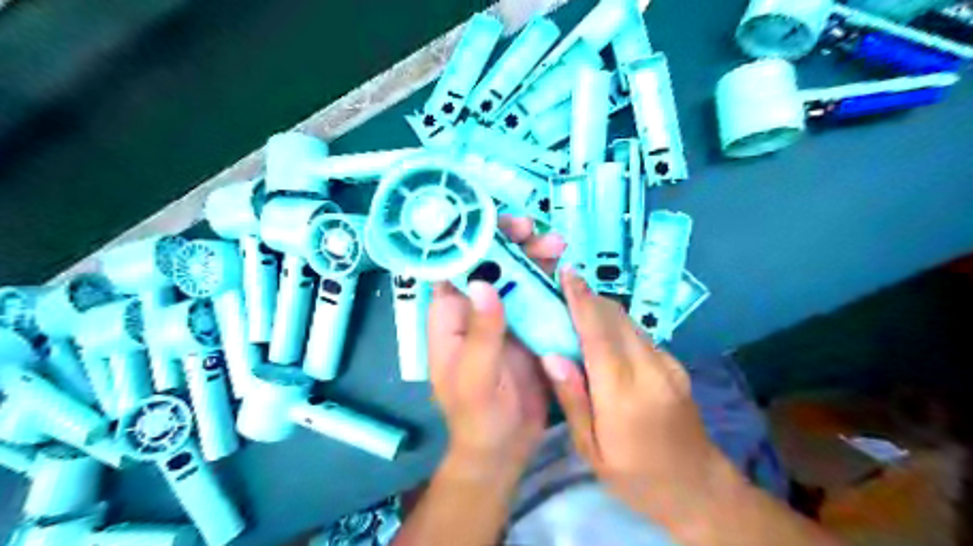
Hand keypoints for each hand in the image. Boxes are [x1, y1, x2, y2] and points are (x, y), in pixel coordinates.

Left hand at [427, 216, 562, 475]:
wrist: (504, 446)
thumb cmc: (477, 415)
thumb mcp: (476, 376)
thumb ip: (481, 332)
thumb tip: (484, 283)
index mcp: (450, 317)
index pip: (453, 267)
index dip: (469, 240)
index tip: (493, 222)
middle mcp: (475, 309)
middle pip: (489, 263)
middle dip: (508, 241)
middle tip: (532, 229)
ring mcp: (504, 316)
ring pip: (516, 274)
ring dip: (533, 255)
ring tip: (556, 244)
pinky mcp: (528, 326)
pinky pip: (538, 295)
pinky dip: (550, 280)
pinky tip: (564, 269)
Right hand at [540, 271, 729, 522]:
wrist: (700, 488)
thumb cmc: (636, 476)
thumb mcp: (592, 449)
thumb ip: (573, 399)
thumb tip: (550, 355)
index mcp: (624, 393)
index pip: (599, 333)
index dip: (581, 299)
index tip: (566, 272)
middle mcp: (650, 369)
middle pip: (616, 318)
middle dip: (588, 297)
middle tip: (561, 287)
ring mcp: (668, 364)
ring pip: (629, 322)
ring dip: (602, 308)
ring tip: (576, 306)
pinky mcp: (676, 365)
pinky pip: (640, 334)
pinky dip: (616, 325)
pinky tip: (601, 334)